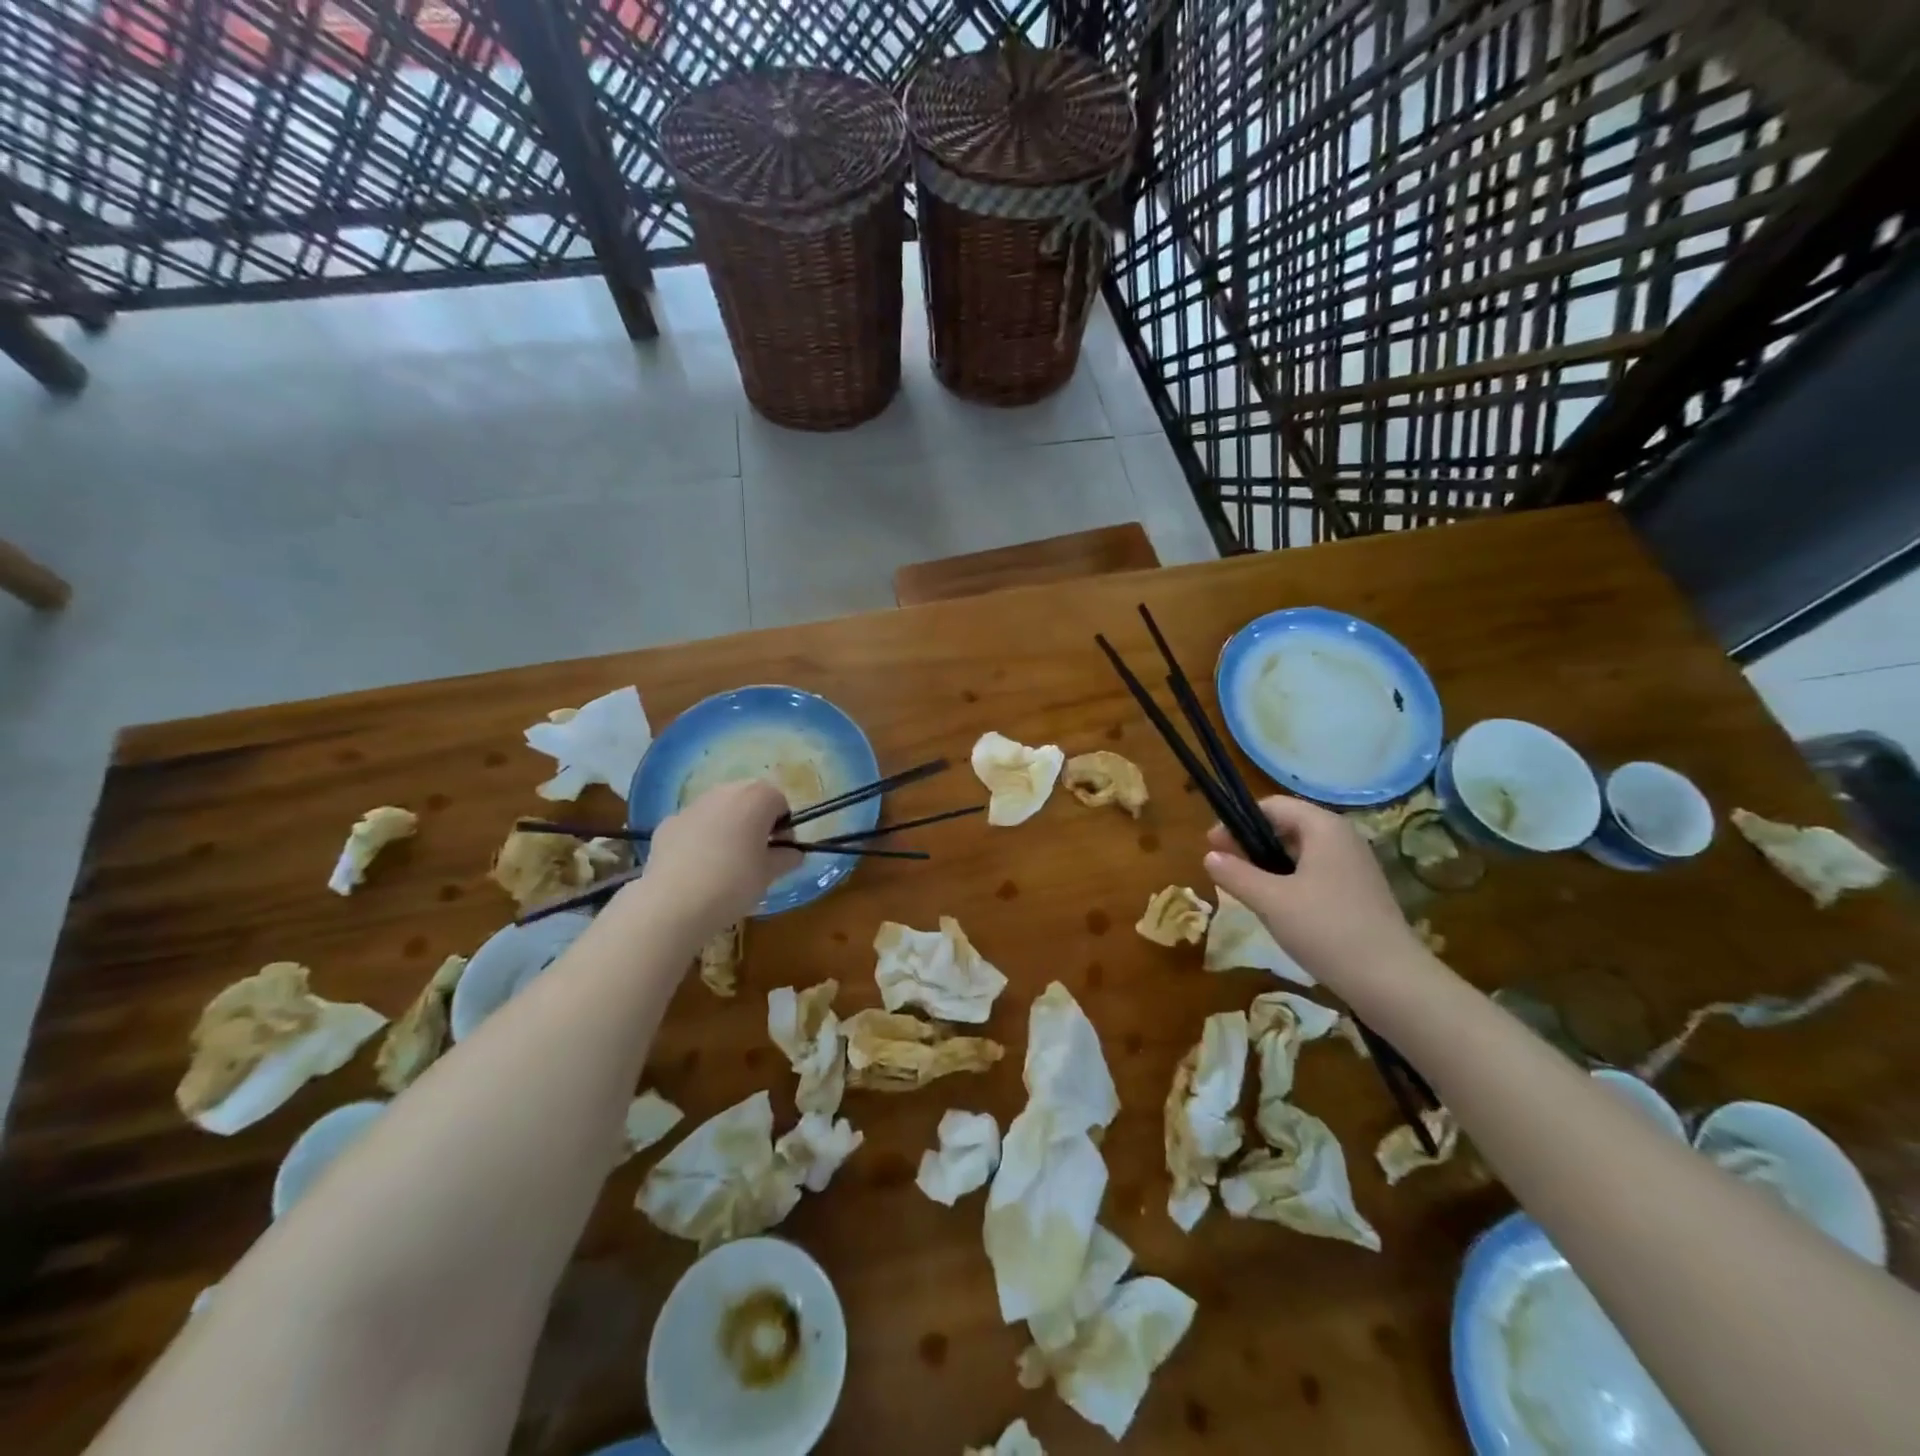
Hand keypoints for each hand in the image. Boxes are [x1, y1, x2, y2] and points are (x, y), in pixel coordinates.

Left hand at [639, 780, 800, 933]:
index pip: (780, 801)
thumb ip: (787, 857)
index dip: (784, 825)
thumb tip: (793, 853)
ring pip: (719, 809)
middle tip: (756, 853)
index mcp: (756, 798)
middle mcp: (724, 792)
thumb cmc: (734, 883)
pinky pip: (694, 825)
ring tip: (725, 861)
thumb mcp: (770, 873)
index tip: (780, 850)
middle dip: (755, 820)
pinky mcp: (668, 823)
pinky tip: (698, 867)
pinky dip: (700, 837)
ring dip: (728, 825)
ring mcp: (692, 806)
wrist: (673, 903)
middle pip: (748, 798)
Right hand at [1204, 796, 1428, 990]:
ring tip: (1245, 889)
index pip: (1272, 806)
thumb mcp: (1270, 901)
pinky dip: (1290, 881)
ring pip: (1301, 852)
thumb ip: (1235, 874)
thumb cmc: (1326, 929)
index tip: (1213, 847)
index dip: (1238, 822)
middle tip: (1225, 868)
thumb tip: (1209, 856)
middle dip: (1251, 843)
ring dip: (1269, 864)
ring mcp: (1355, 866)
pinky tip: (1277, 907)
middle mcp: (1343, 838)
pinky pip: (1315, 873)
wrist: (1391, 982)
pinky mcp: (1359, 892)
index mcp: (1324, 827)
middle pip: (1287, 826)